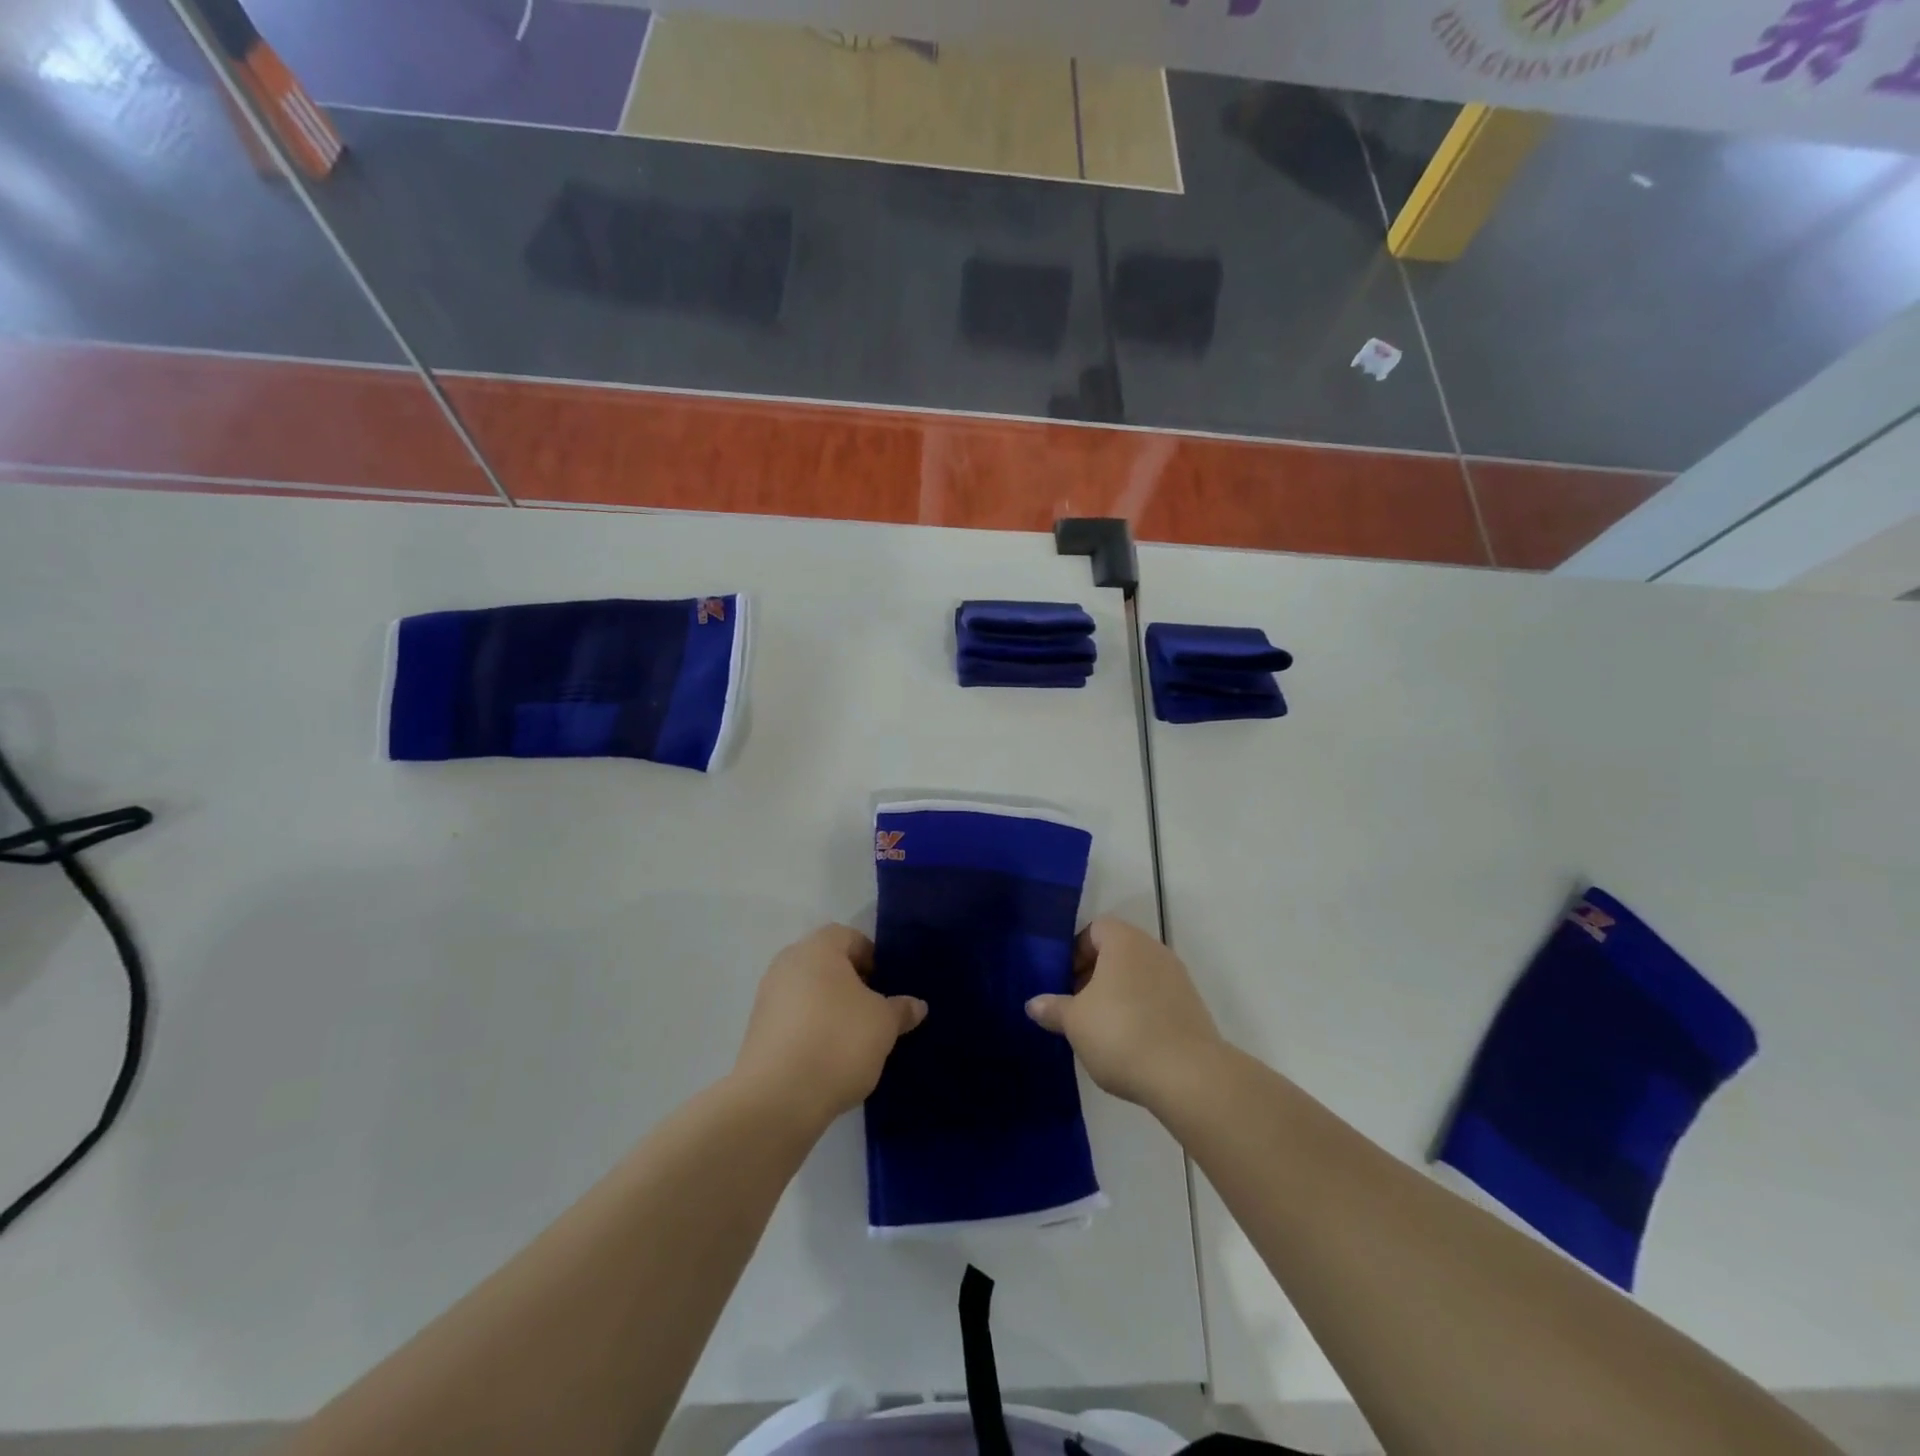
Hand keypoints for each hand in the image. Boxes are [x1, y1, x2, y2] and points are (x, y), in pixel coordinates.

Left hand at [732, 925, 925, 1131]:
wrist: (778, 1098)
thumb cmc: (839, 1041)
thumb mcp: (884, 1024)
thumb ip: (900, 1009)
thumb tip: (916, 1005)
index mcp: (817, 948)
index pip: (850, 937)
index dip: (873, 958)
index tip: (886, 986)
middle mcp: (787, 964)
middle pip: (827, 964)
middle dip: (852, 984)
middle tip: (874, 1011)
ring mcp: (767, 997)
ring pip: (809, 992)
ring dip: (831, 1008)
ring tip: (854, 1039)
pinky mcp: (757, 1031)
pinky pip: (794, 1019)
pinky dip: (812, 1029)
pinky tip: (828, 1057)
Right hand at [1026, 918, 1221, 1108]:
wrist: (1188, 1076)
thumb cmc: (1121, 1033)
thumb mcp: (1075, 1022)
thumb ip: (1053, 1008)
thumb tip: (1034, 1004)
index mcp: (1124, 941)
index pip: (1095, 929)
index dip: (1075, 952)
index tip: (1063, 982)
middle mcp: (1154, 950)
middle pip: (1117, 952)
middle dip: (1093, 975)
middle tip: (1076, 1006)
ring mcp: (1177, 978)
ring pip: (1137, 976)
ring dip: (1117, 995)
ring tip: (1099, 1029)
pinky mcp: (1192, 1007)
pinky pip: (1156, 998)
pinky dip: (1140, 1011)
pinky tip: (1128, 1043)